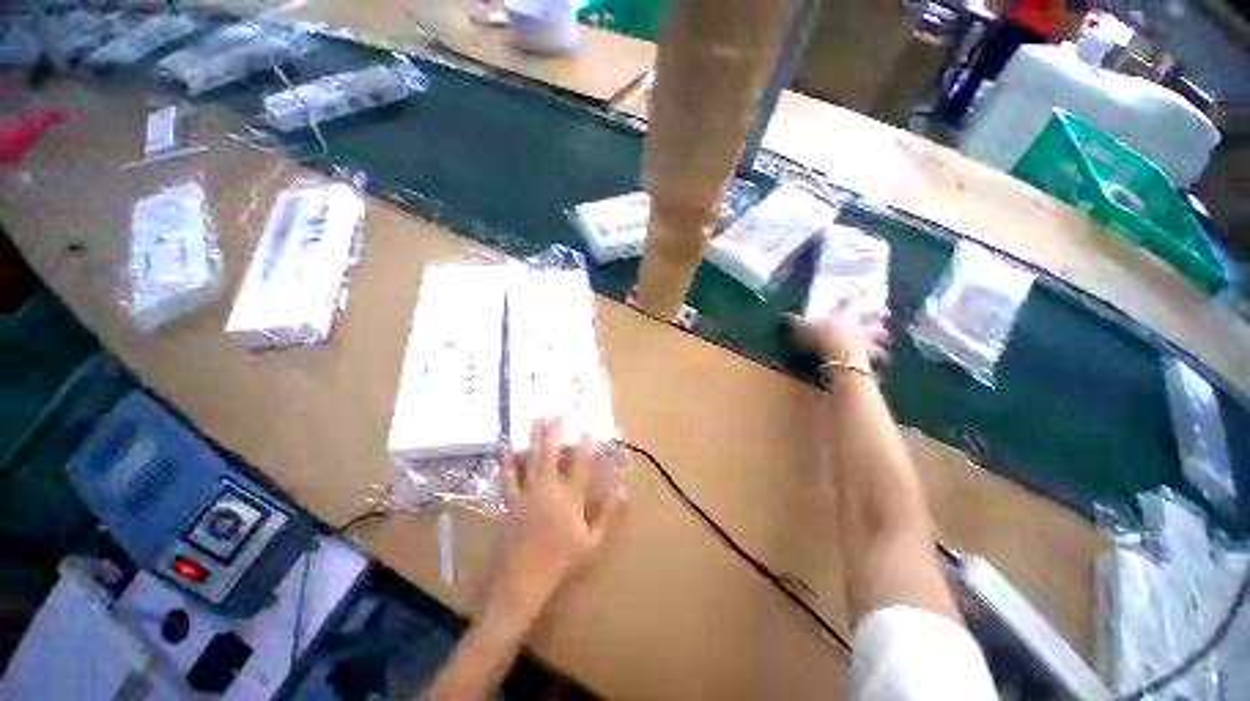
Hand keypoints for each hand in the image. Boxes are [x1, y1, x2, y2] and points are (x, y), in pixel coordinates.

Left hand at [482, 418, 625, 629]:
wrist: (521, 582)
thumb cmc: (561, 562)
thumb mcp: (592, 542)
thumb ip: (608, 514)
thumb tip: (623, 490)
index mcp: (570, 499)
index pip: (580, 466)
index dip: (585, 446)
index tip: (588, 430)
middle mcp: (549, 490)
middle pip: (552, 455)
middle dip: (555, 433)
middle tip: (556, 414)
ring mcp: (527, 494)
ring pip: (532, 460)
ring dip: (535, 439)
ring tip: (537, 420)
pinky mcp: (510, 503)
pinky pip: (508, 479)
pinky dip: (507, 464)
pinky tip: (504, 449)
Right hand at [787, 293, 888, 366]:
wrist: (840, 355)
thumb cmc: (820, 337)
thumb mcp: (801, 328)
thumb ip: (793, 321)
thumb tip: (782, 314)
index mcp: (843, 313)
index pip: (849, 299)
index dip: (850, 296)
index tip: (851, 292)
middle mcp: (859, 323)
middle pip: (872, 315)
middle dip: (877, 314)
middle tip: (882, 312)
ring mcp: (867, 338)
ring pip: (880, 334)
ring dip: (883, 335)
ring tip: (885, 337)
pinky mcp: (871, 354)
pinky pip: (881, 355)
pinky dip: (883, 357)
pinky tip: (884, 359)